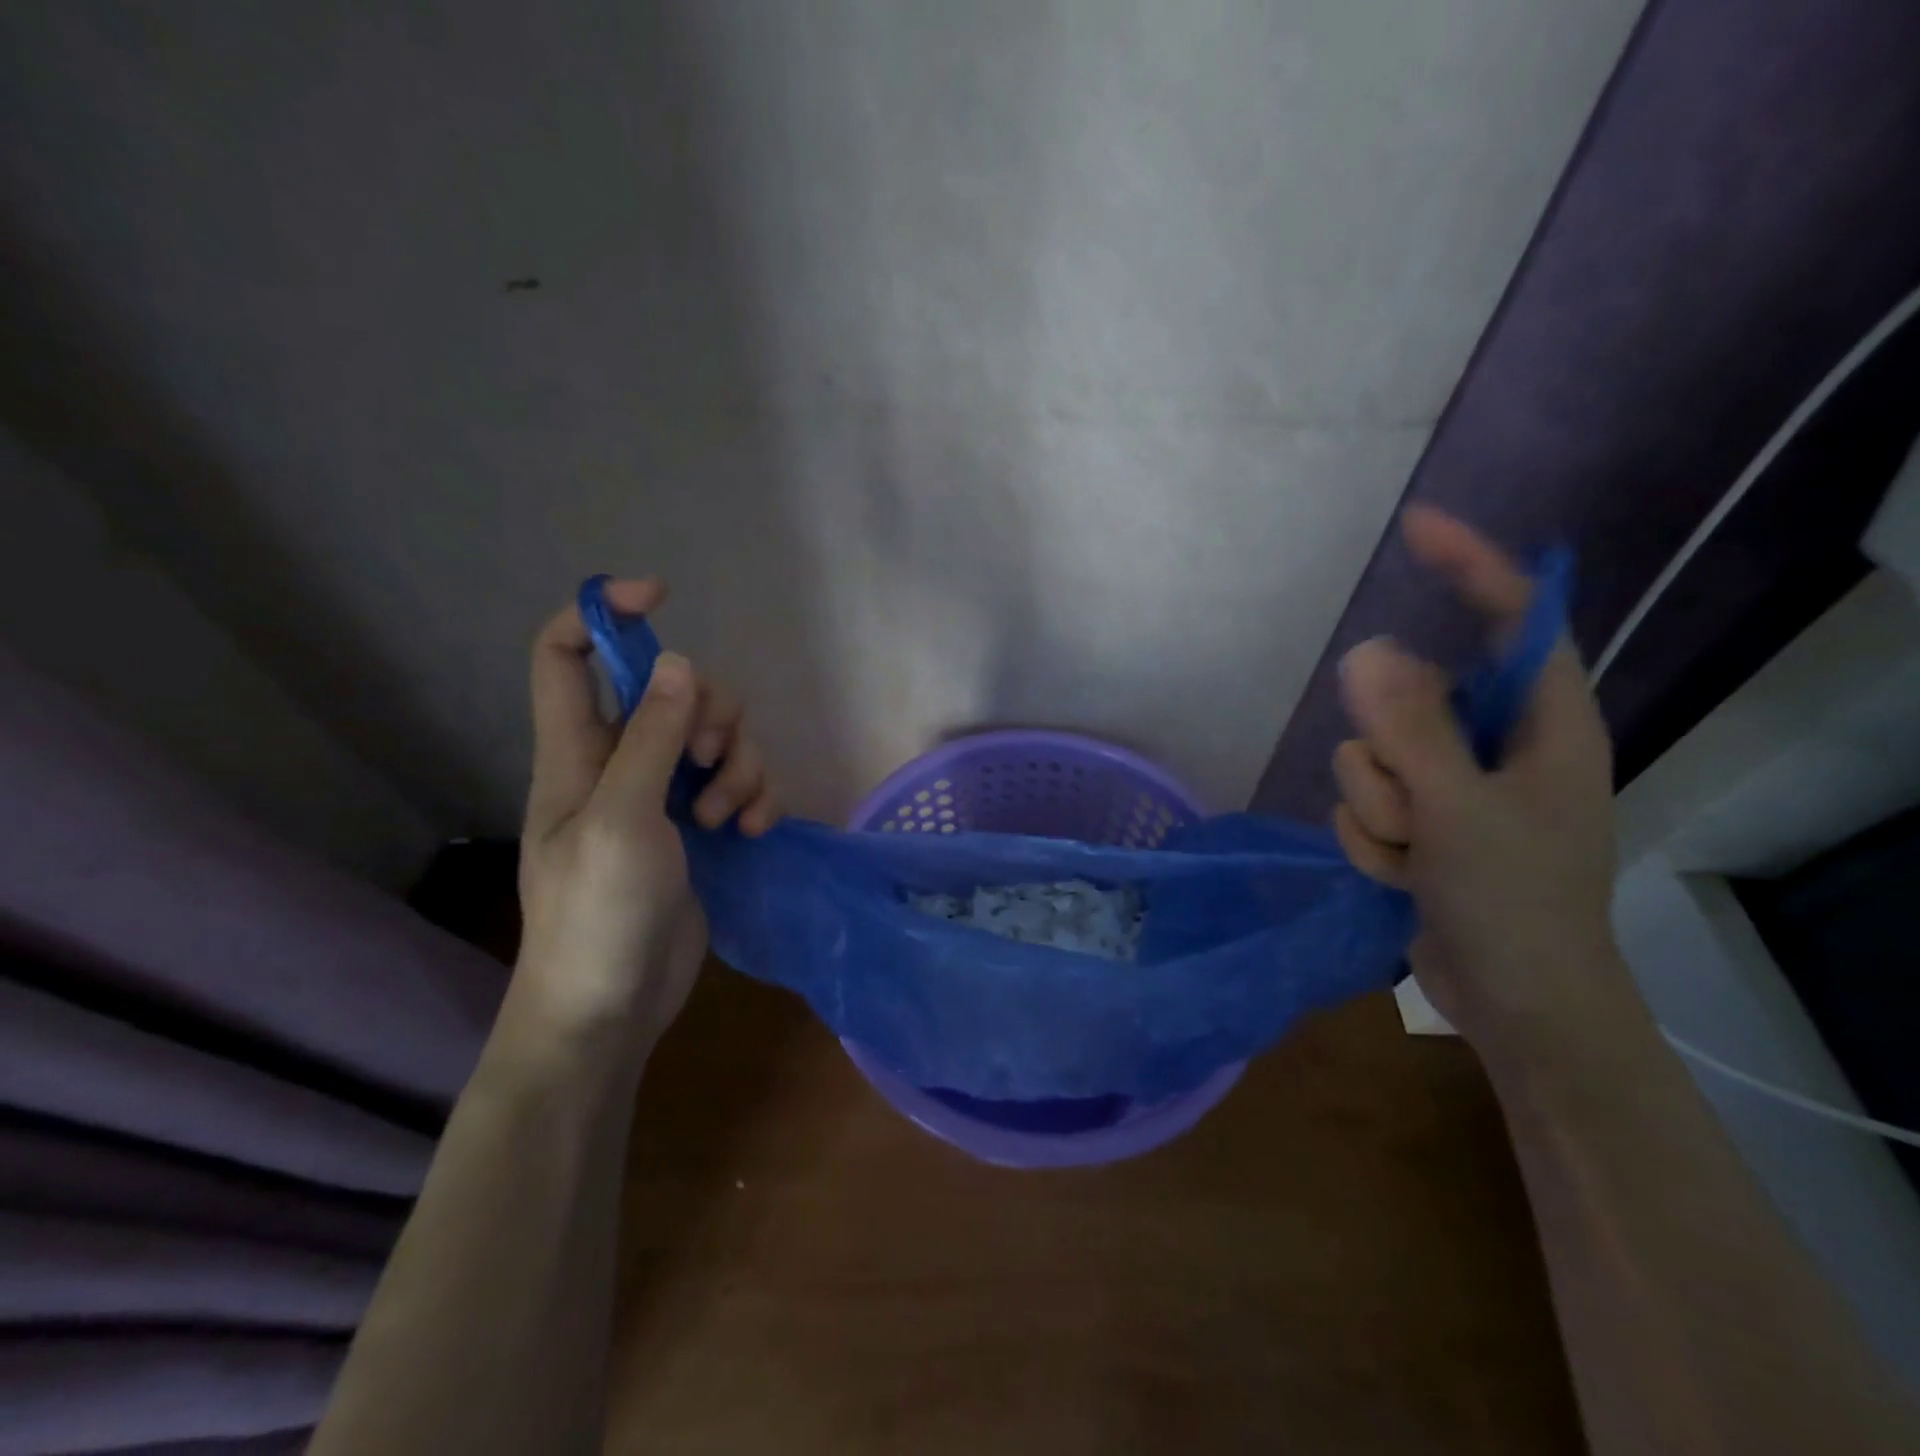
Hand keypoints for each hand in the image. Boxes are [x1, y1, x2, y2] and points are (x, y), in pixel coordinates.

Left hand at [513, 579, 779, 1050]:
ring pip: (716, 737)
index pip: (567, 654)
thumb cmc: (596, 915)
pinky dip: (755, 795)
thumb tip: (682, 665)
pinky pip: (739, 783)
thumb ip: (650, 738)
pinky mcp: (700, 826)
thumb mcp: (620, 819)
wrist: (612, 1007)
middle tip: (712, 759)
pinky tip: (753, 829)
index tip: (660, 597)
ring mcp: (664, 794)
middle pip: (673, 689)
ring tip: (728, 816)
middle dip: (710, 711)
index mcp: (576, 750)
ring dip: (740, 764)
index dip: (603, 612)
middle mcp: (620, 761)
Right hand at [1331, 507, 1627, 1061]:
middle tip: (1414, 808)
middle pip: (1406, 699)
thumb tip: (1365, 650)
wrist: (1515, 1003)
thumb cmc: (1516, 904)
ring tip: (1413, 856)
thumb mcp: (1460, 811)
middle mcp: (1495, 745)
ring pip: (1369, 757)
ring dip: (1374, 809)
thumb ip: (1412, 730)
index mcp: (1543, 726)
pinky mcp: (1418, 821)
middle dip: (1387, 755)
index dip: (1470, 566)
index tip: (1416, 528)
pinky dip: (1370, 840)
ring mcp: (1450, 785)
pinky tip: (1403, 875)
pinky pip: (1361, 802)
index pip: (1512, 620)